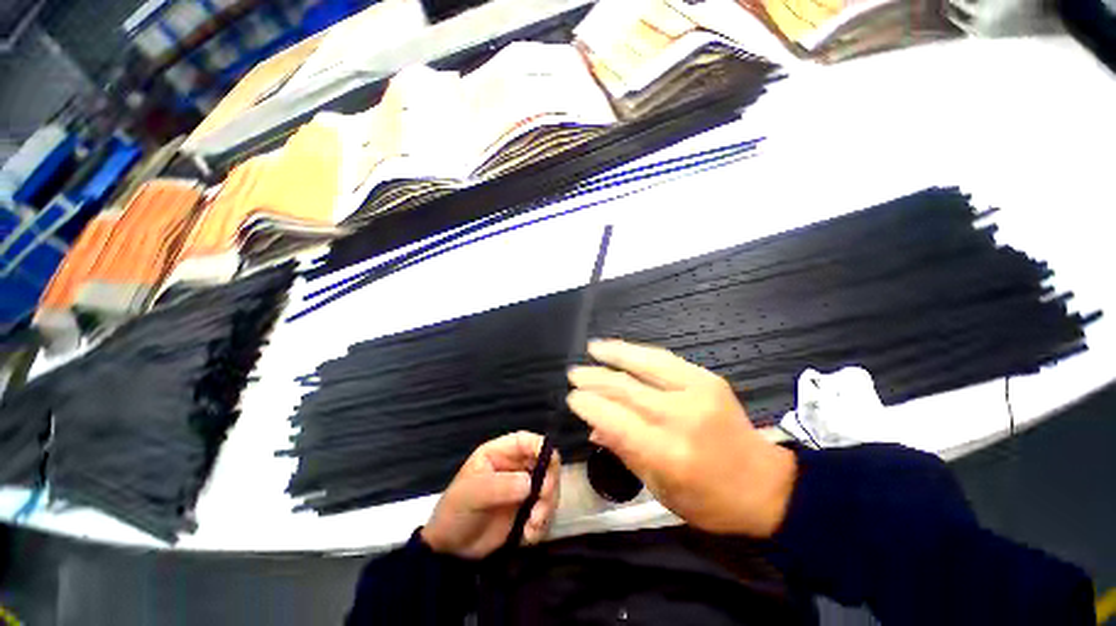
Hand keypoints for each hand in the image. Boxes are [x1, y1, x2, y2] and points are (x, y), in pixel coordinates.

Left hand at [421, 431, 559, 558]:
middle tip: (542, 499)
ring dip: (547, 506)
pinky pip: (546, 511)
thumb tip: (529, 483)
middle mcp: (516, 467)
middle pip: (545, 462)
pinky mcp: (528, 511)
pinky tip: (529, 535)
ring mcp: (524, 489)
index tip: (550, 462)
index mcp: (500, 454)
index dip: (540, 446)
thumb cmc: (455, 512)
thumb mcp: (471, 494)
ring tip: (533, 525)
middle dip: (549, 481)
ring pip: (550, 487)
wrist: (450, 552)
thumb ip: (499, 485)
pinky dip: (542, 523)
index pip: (526, 441)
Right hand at [566, 339, 795, 536]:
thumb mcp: (661, 489)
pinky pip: (665, 359)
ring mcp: (698, 392)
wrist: (766, 484)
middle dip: (595, 379)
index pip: (617, 420)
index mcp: (669, 454)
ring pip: (645, 364)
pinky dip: (639, 352)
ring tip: (592, 348)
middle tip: (574, 373)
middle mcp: (682, 417)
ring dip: (614, 354)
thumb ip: (625, 452)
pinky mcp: (707, 378)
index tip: (572, 398)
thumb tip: (593, 428)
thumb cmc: (710, 500)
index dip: (590, 405)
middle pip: (627, 389)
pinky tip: (622, 348)